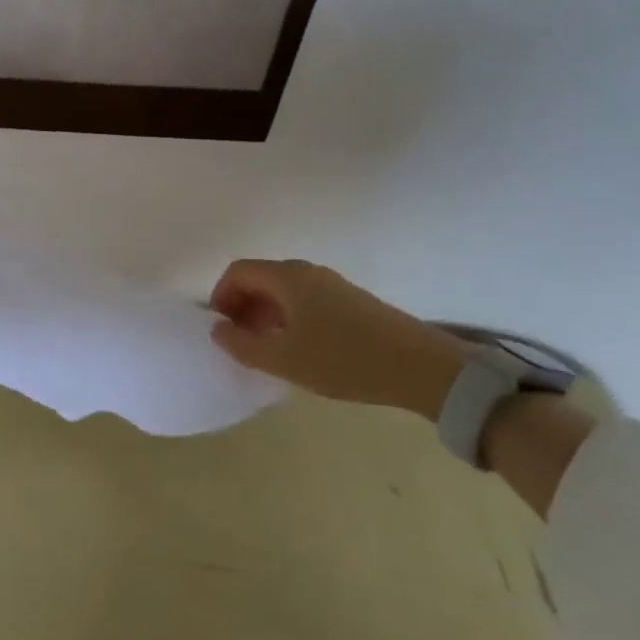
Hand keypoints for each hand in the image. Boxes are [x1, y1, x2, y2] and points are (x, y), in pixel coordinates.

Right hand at [209, 259, 466, 420]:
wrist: (421, 368)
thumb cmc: (344, 360)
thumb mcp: (284, 360)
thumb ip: (242, 345)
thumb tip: (218, 330)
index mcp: (287, 277)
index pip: (238, 272)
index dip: (220, 296)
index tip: (221, 329)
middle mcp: (307, 272)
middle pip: (260, 278)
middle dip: (242, 306)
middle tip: (239, 341)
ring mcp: (332, 285)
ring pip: (283, 291)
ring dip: (265, 314)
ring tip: (266, 349)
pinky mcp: (351, 301)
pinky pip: (305, 301)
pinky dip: (289, 318)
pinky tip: (299, 349)